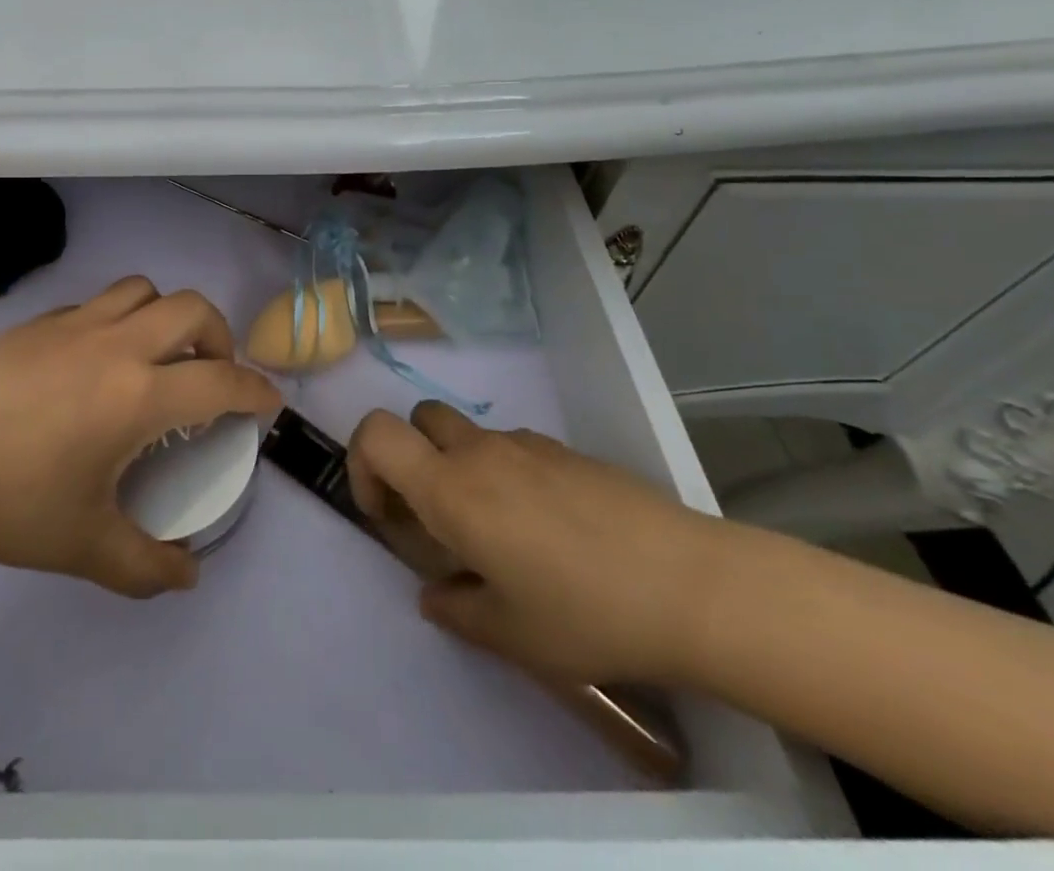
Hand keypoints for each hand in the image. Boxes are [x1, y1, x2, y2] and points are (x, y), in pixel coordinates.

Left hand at [0, 277, 279, 597]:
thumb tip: (188, 575)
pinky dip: (118, 319)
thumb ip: (145, 566)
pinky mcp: (40, 321)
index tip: (267, 403)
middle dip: (219, 336)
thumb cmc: (8, 500)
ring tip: (157, 354)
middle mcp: (117, 346)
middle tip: (211, 373)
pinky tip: (96, 359)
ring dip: (166, 315)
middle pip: (193, 309)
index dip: (255, 390)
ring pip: (144, 290)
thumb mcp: (83, 546)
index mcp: (138, 396)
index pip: (221, 380)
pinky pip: (98, 302)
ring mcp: (76, 325)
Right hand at [347, 401, 730, 684]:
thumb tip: (435, 596)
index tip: (385, 513)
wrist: (691, 585)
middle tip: (436, 515)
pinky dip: (506, 472)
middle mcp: (479, 452)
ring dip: (461, 467)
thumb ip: (457, 611)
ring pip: (468, 434)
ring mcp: (525, 444)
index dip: (362, 464)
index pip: (376, 434)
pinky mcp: (564, 449)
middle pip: (418, 419)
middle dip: (411, 457)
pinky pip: (514, 447)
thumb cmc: (586, 612)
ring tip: (500, 530)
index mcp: (450, 489)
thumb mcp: (512, 634)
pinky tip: (549, 526)